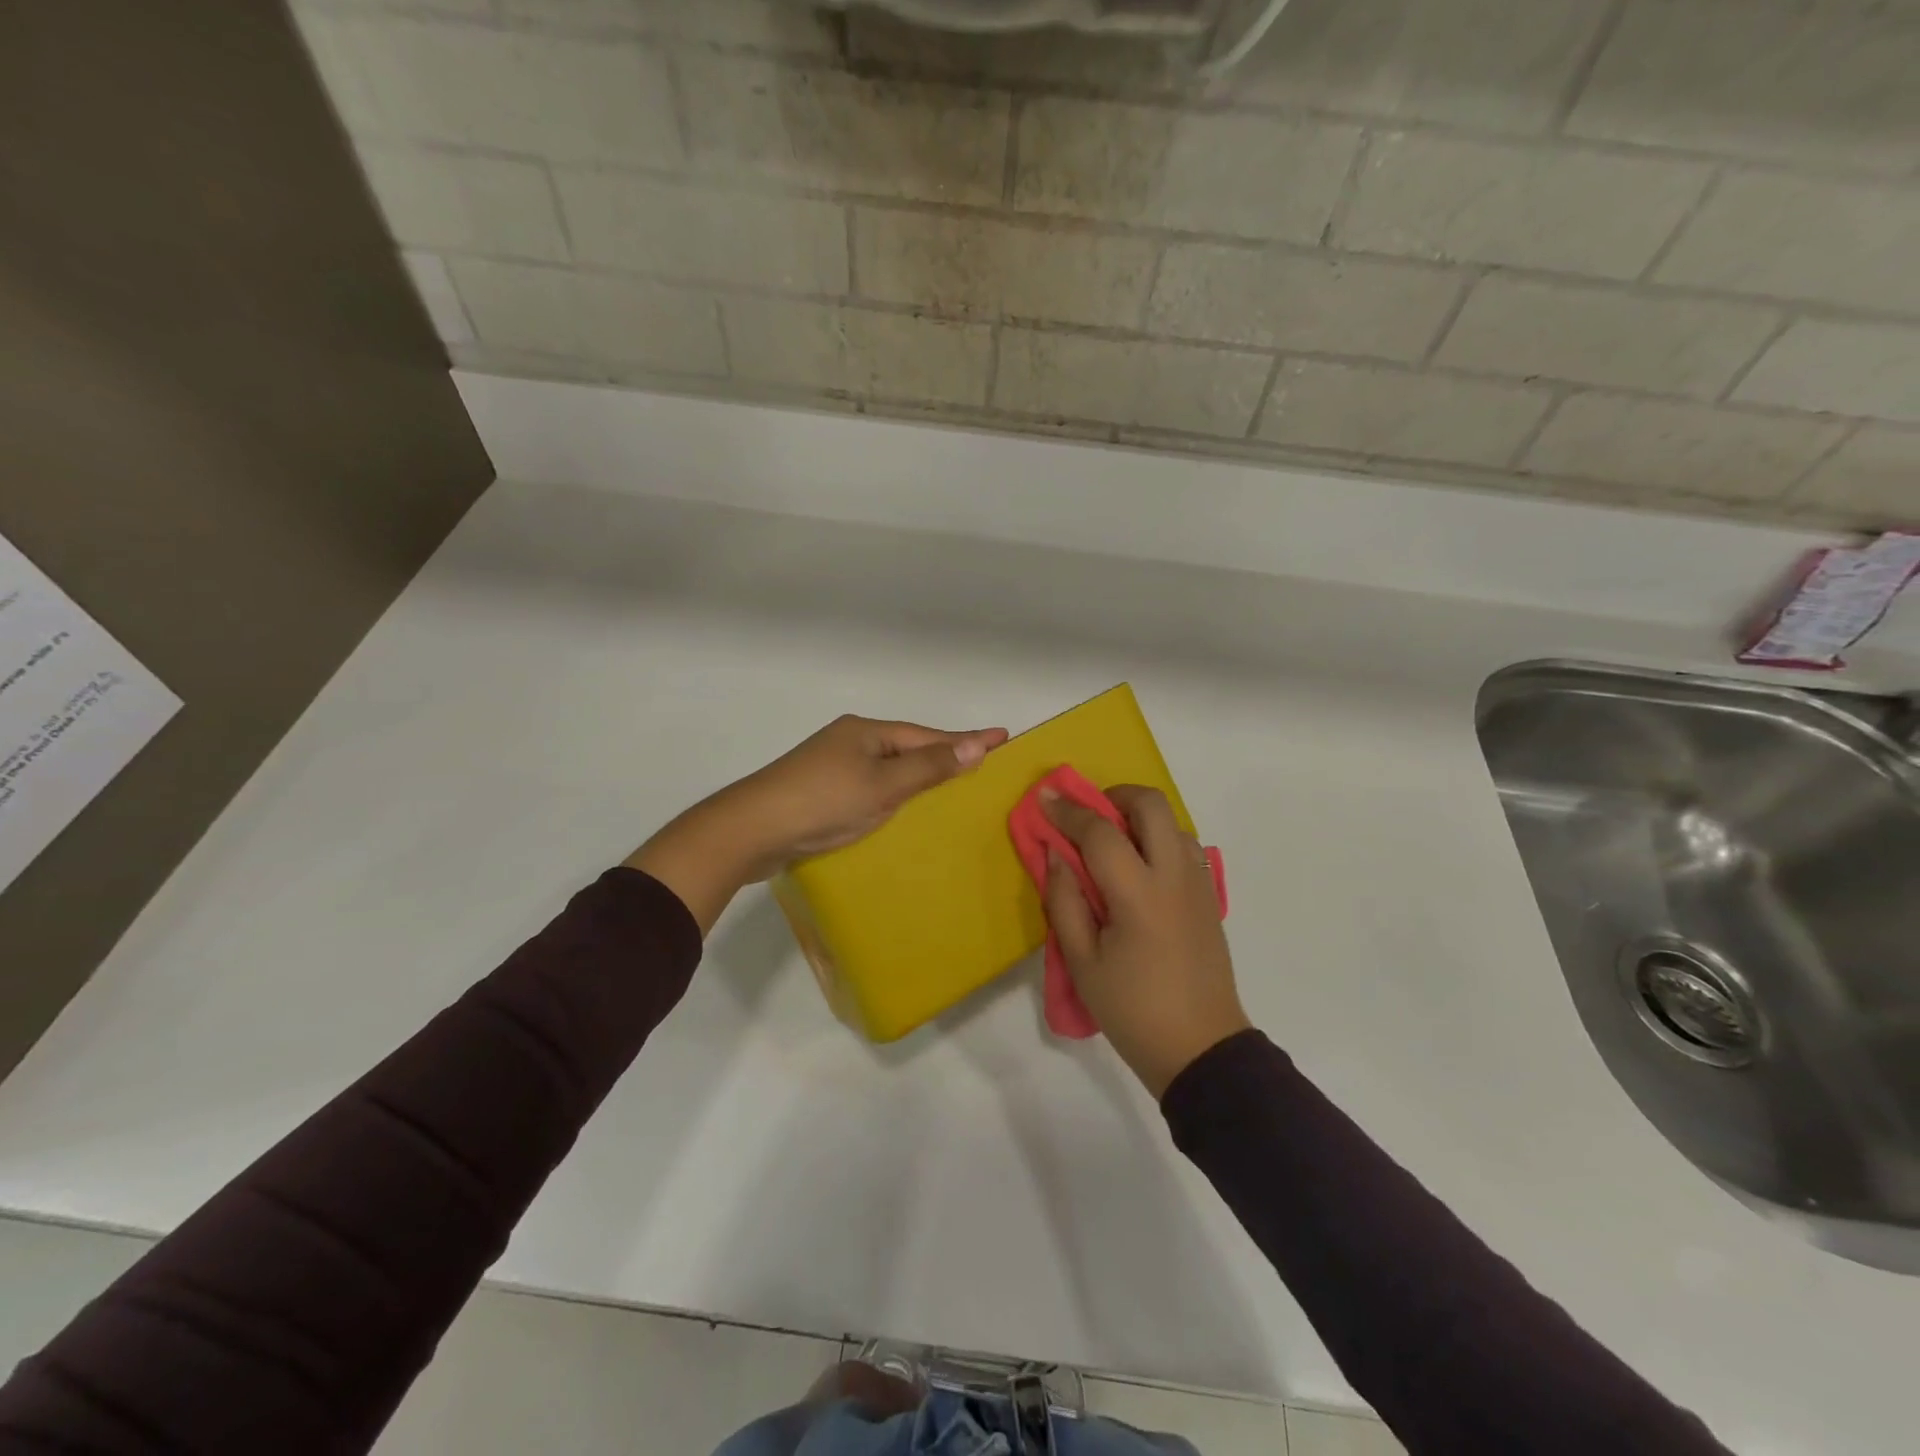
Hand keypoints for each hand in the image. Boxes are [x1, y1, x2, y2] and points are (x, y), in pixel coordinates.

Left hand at [628, 716, 1007, 933]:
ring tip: (951, 787)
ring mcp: (832, 767)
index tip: (1003, 736)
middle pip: (908, 748)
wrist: (751, 830)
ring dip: (918, 777)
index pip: (928, 735)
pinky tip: (902, 811)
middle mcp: (850, 741)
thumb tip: (976, 745)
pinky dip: (893, 795)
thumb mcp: (882, 785)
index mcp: (866, 732)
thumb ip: (928, 767)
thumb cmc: (822, 802)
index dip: (966, 739)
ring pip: (888, 769)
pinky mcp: (820, 793)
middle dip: (943, 755)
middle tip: (981, 764)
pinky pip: (870, 788)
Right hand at [1042, 785, 1248, 1097]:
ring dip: (1139, 818)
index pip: (1100, 832)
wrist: (1201, 1049)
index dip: (1068, 811)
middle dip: (1114, 796)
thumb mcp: (1082, 962)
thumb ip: (1064, 901)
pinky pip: (1185, 847)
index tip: (1044, 797)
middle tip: (1088, 816)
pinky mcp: (1210, 898)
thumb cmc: (1132, 1009)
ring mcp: (1199, 884)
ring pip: (1173, 822)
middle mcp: (1175, 876)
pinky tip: (1140, 868)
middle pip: (1151, 805)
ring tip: (1112, 844)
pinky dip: (1159, 839)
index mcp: (1139, 894)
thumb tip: (1055, 854)